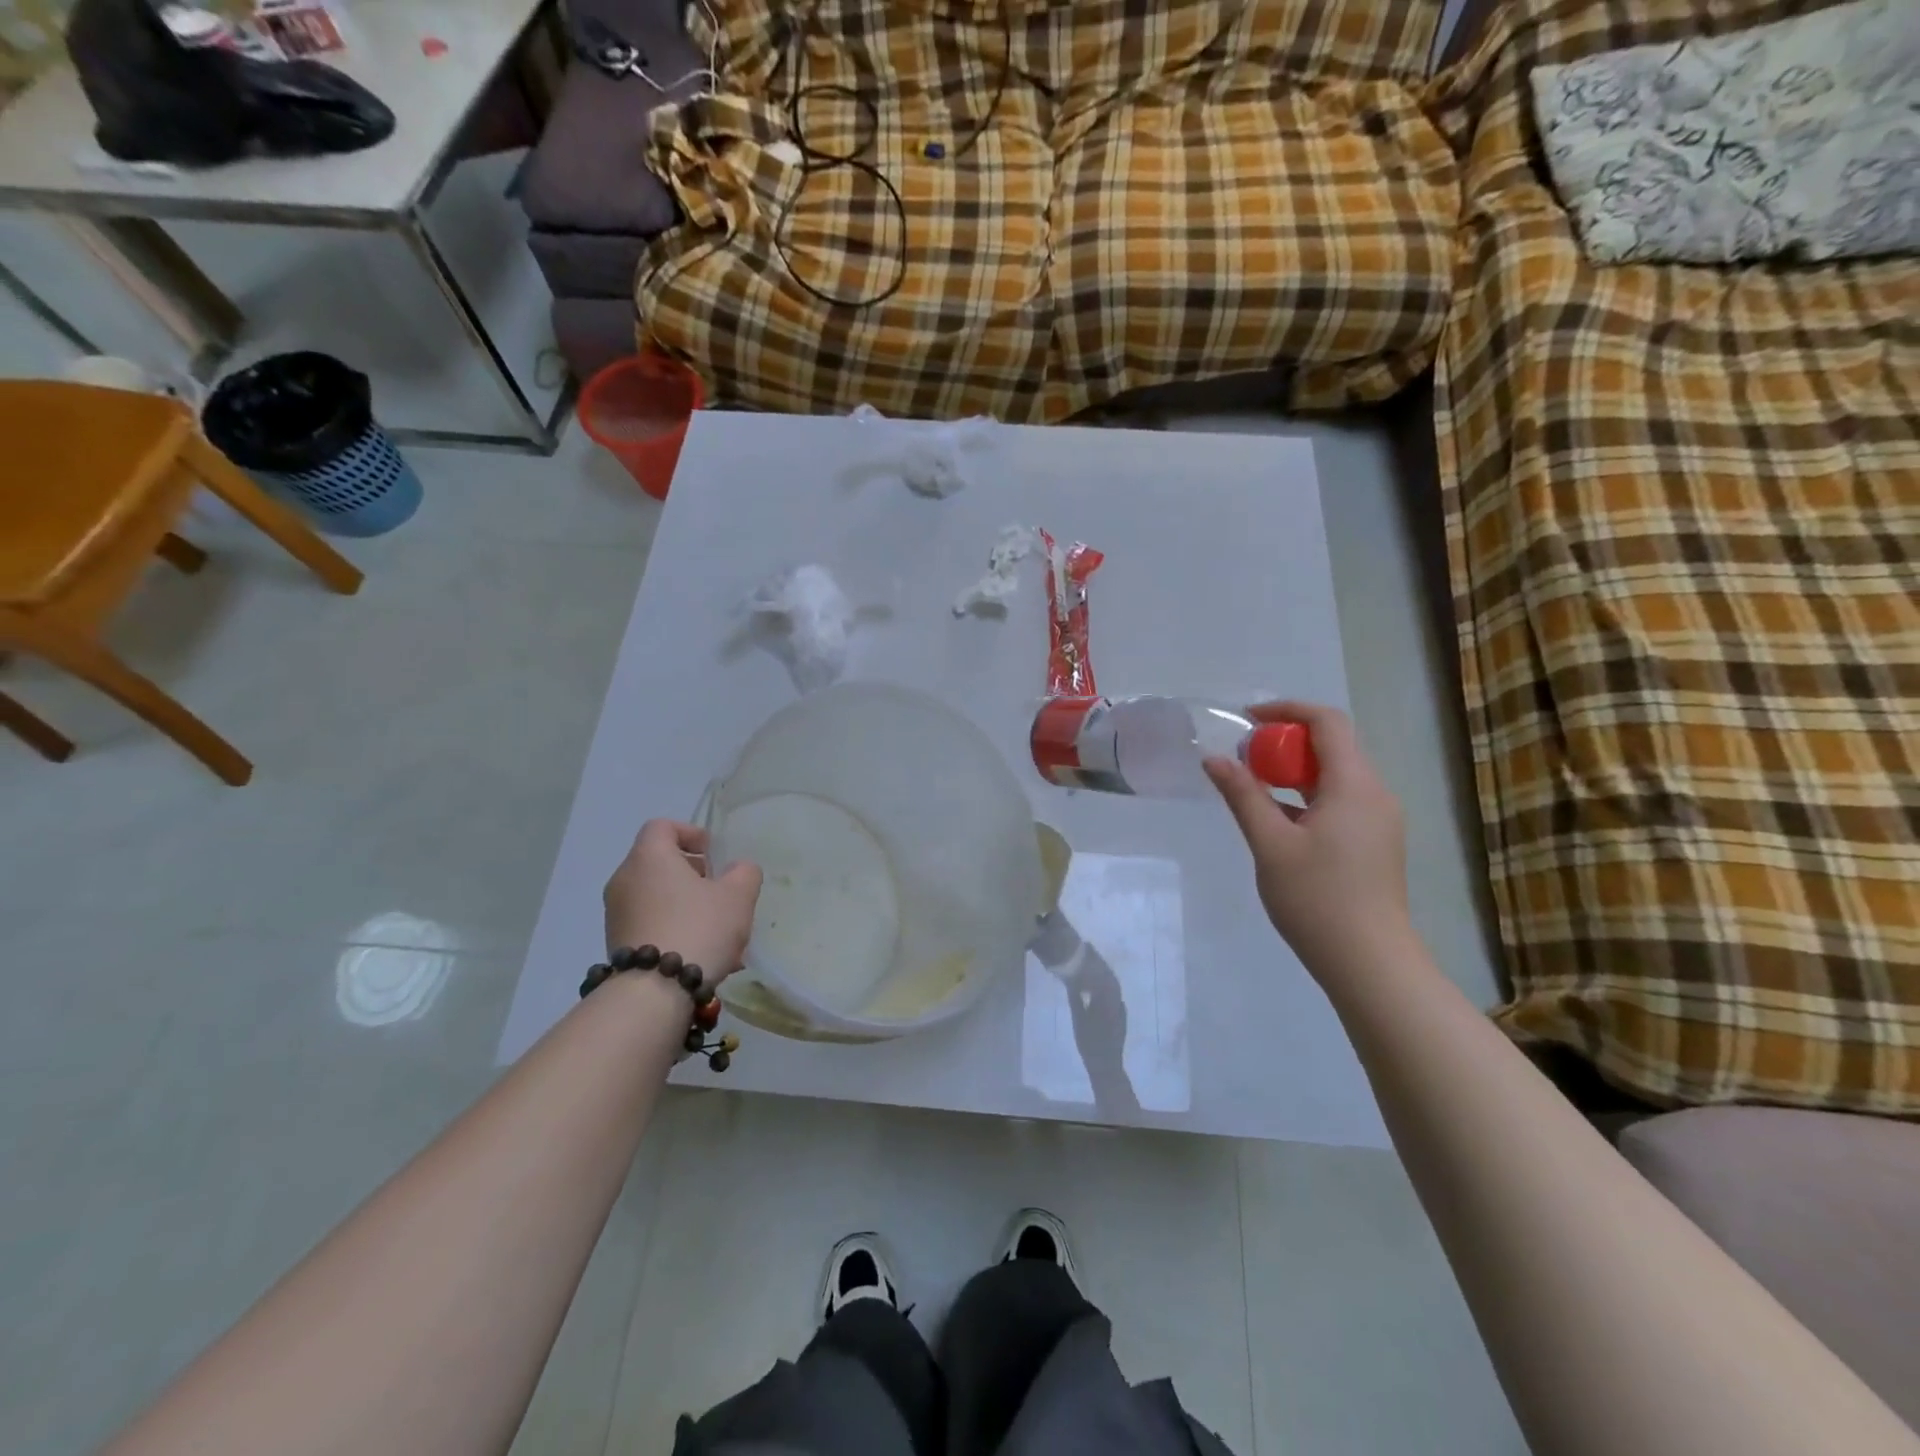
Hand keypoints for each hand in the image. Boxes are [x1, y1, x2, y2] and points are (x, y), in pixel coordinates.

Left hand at [603, 821, 762, 987]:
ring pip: (658, 898)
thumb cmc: (698, 928)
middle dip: (693, 876)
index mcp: (649, 857)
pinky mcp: (617, 944)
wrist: (654, 993)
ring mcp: (616, 914)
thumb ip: (744, 873)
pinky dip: (674, 929)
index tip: (713, 855)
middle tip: (720, 893)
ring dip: (687, 906)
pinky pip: (651, 924)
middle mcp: (625, 879)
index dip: (690, 833)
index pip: (662, 826)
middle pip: (660, 863)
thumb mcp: (738, 896)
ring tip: (719, 933)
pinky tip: (701, 954)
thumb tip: (737, 870)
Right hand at [1205, 703, 1411, 977]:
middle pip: (1332, 747)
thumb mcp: (1270, 843)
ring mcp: (1379, 820)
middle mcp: (1375, 794)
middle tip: (1245, 759)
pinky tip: (1279, 822)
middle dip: (1286, 743)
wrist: (1369, 962)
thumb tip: (1214, 759)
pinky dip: (1308, 797)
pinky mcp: (1376, 843)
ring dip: (1295, 771)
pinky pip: (1341, 801)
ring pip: (1336, 776)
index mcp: (1355, 785)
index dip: (1287, 710)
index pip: (1327, 722)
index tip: (1248, 719)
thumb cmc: (1316, 898)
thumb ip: (1242, 795)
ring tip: (1254, 788)